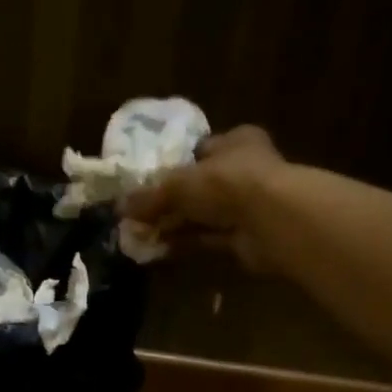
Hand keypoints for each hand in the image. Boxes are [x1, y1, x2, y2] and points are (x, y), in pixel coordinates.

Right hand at [123, 125, 288, 271]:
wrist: (272, 222)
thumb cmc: (227, 184)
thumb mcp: (179, 184)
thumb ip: (150, 196)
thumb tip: (119, 207)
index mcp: (236, 142)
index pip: (201, 149)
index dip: (173, 164)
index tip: (146, 181)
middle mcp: (244, 170)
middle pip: (198, 185)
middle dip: (168, 201)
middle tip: (137, 214)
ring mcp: (246, 205)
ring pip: (201, 214)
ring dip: (173, 224)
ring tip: (140, 234)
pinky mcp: (245, 237)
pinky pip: (207, 238)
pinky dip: (184, 242)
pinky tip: (158, 249)